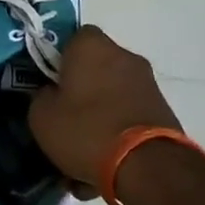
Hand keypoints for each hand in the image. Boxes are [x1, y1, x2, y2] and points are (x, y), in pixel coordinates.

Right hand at [28, 26, 181, 190]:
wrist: (147, 166)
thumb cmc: (86, 130)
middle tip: (66, 112)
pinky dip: (119, 124)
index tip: (51, 82)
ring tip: (87, 141)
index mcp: (91, 46)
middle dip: (82, 84)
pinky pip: (130, 111)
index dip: (60, 58)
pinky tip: (107, 152)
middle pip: (96, 64)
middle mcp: (124, 55)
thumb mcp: (42, 117)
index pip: (72, 37)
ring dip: (102, 107)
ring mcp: (147, 81)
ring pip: (114, 90)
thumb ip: (42, 96)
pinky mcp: (163, 108)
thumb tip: (51, 93)